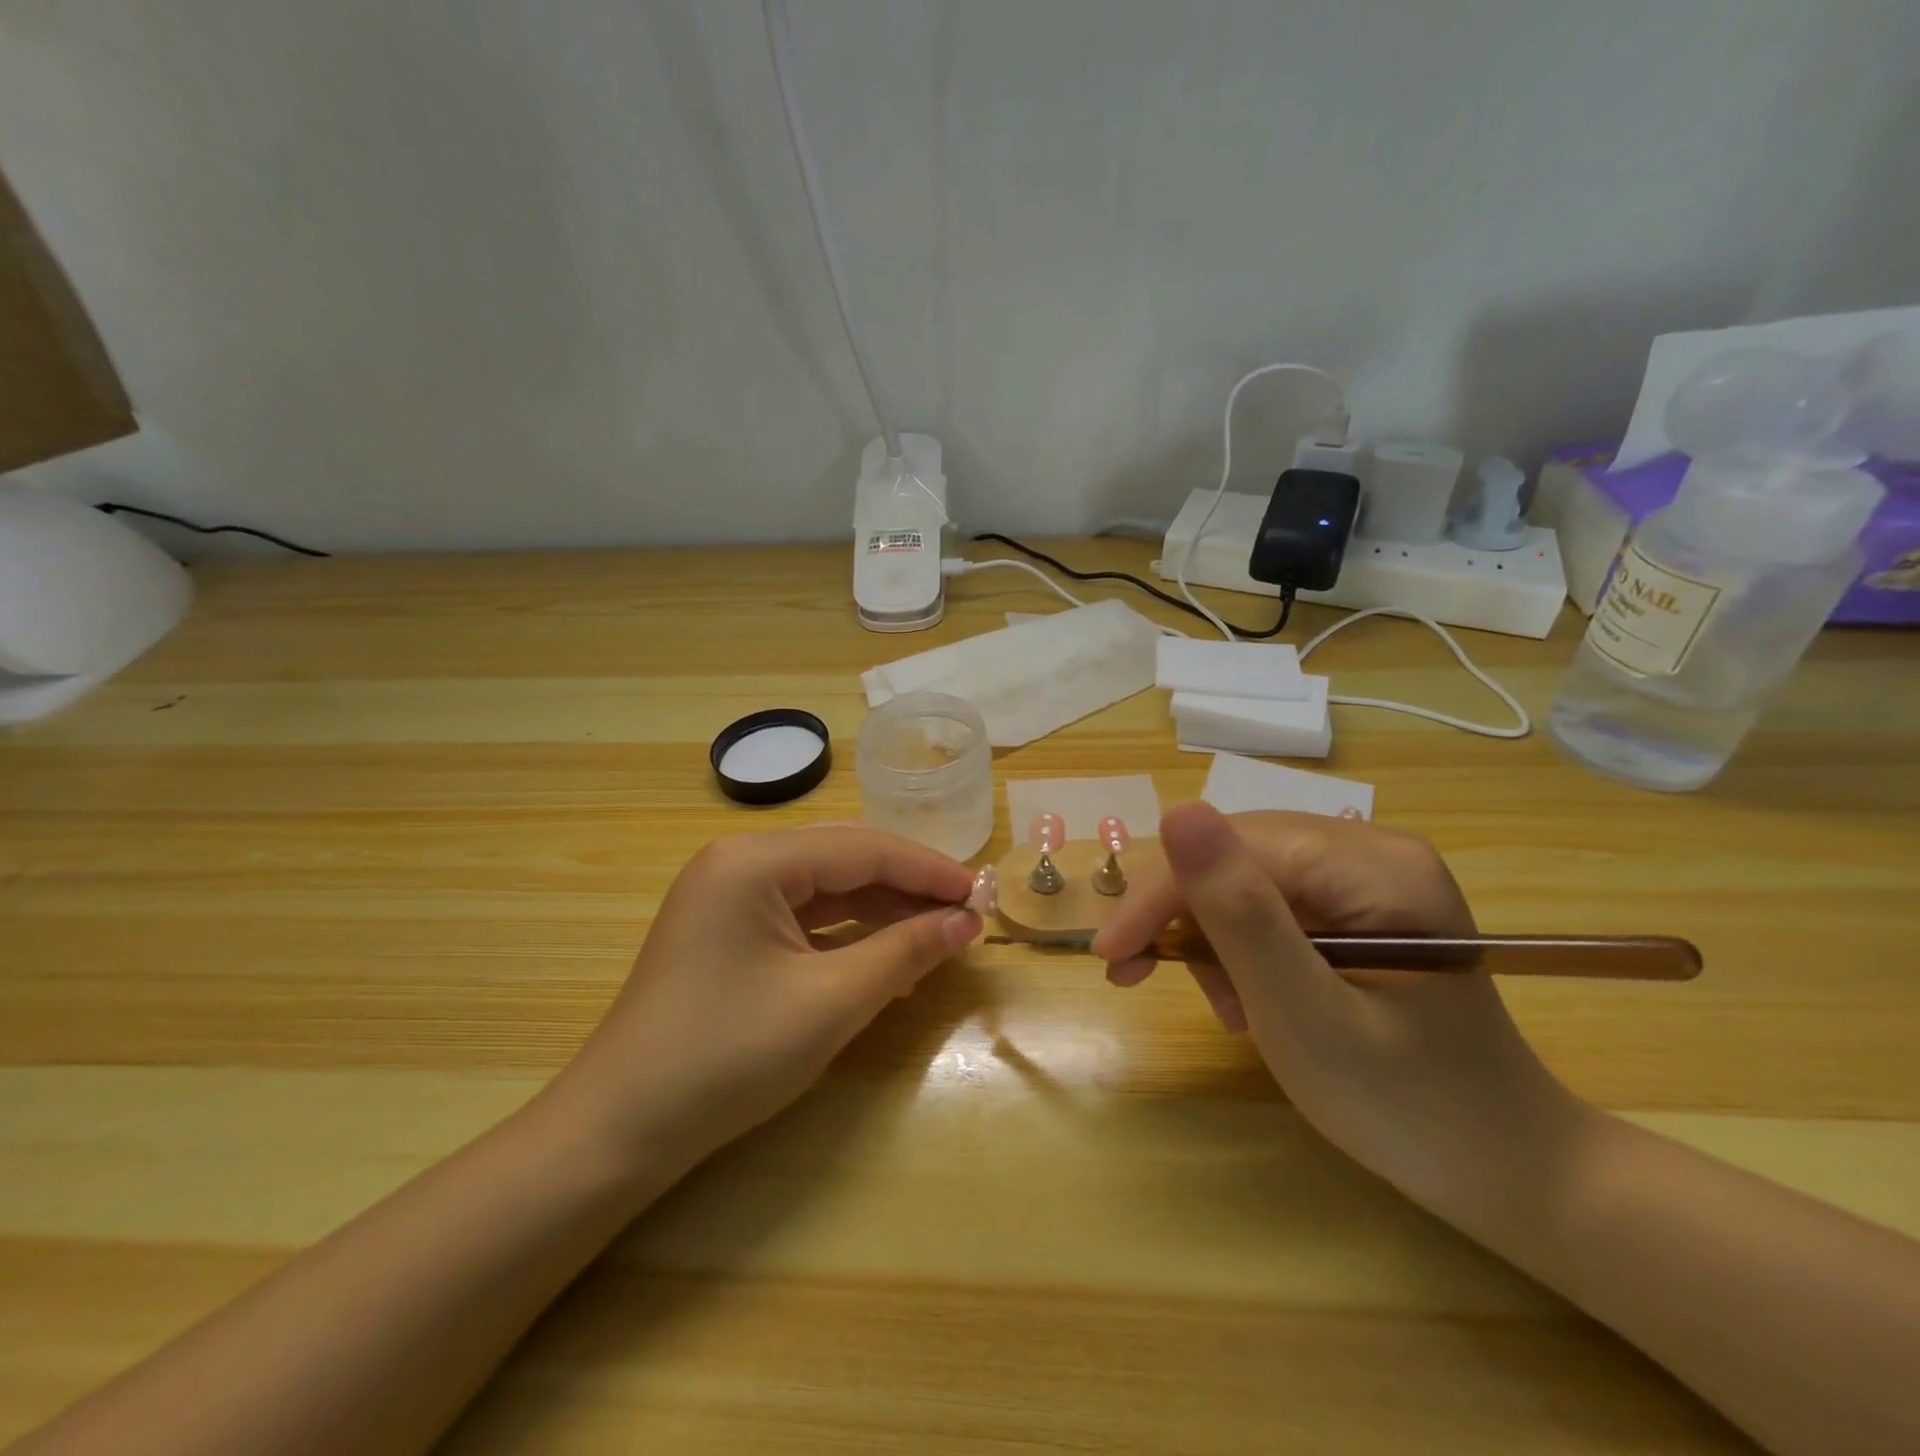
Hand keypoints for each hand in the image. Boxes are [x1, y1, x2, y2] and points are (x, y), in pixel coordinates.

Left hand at [544, 826, 979, 1176]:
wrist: (620, 1131)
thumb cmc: (727, 1057)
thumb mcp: (830, 1002)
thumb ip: (904, 952)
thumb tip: (965, 922)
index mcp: (754, 860)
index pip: (862, 849)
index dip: (927, 870)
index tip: (980, 894)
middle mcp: (739, 862)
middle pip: (844, 858)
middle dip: (907, 885)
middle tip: (963, 912)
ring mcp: (728, 895)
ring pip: (825, 886)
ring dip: (881, 909)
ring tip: (936, 934)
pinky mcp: (727, 929)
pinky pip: (802, 915)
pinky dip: (848, 932)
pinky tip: (885, 953)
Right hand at [1093, 804, 1580, 1214]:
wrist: (1503, 1170)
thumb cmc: (1407, 1107)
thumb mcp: (1305, 1015)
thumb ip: (1240, 914)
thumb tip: (1177, 811)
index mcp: (1374, 865)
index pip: (1234, 848)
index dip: (1162, 895)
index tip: (1112, 956)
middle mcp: (1371, 850)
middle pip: (1236, 858)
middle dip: (1185, 921)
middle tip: (1143, 979)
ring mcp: (1367, 877)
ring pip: (1243, 880)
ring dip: (1212, 940)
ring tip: (1228, 1009)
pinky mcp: (1359, 906)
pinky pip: (1269, 904)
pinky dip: (1242, 950)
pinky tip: (1251, 997)